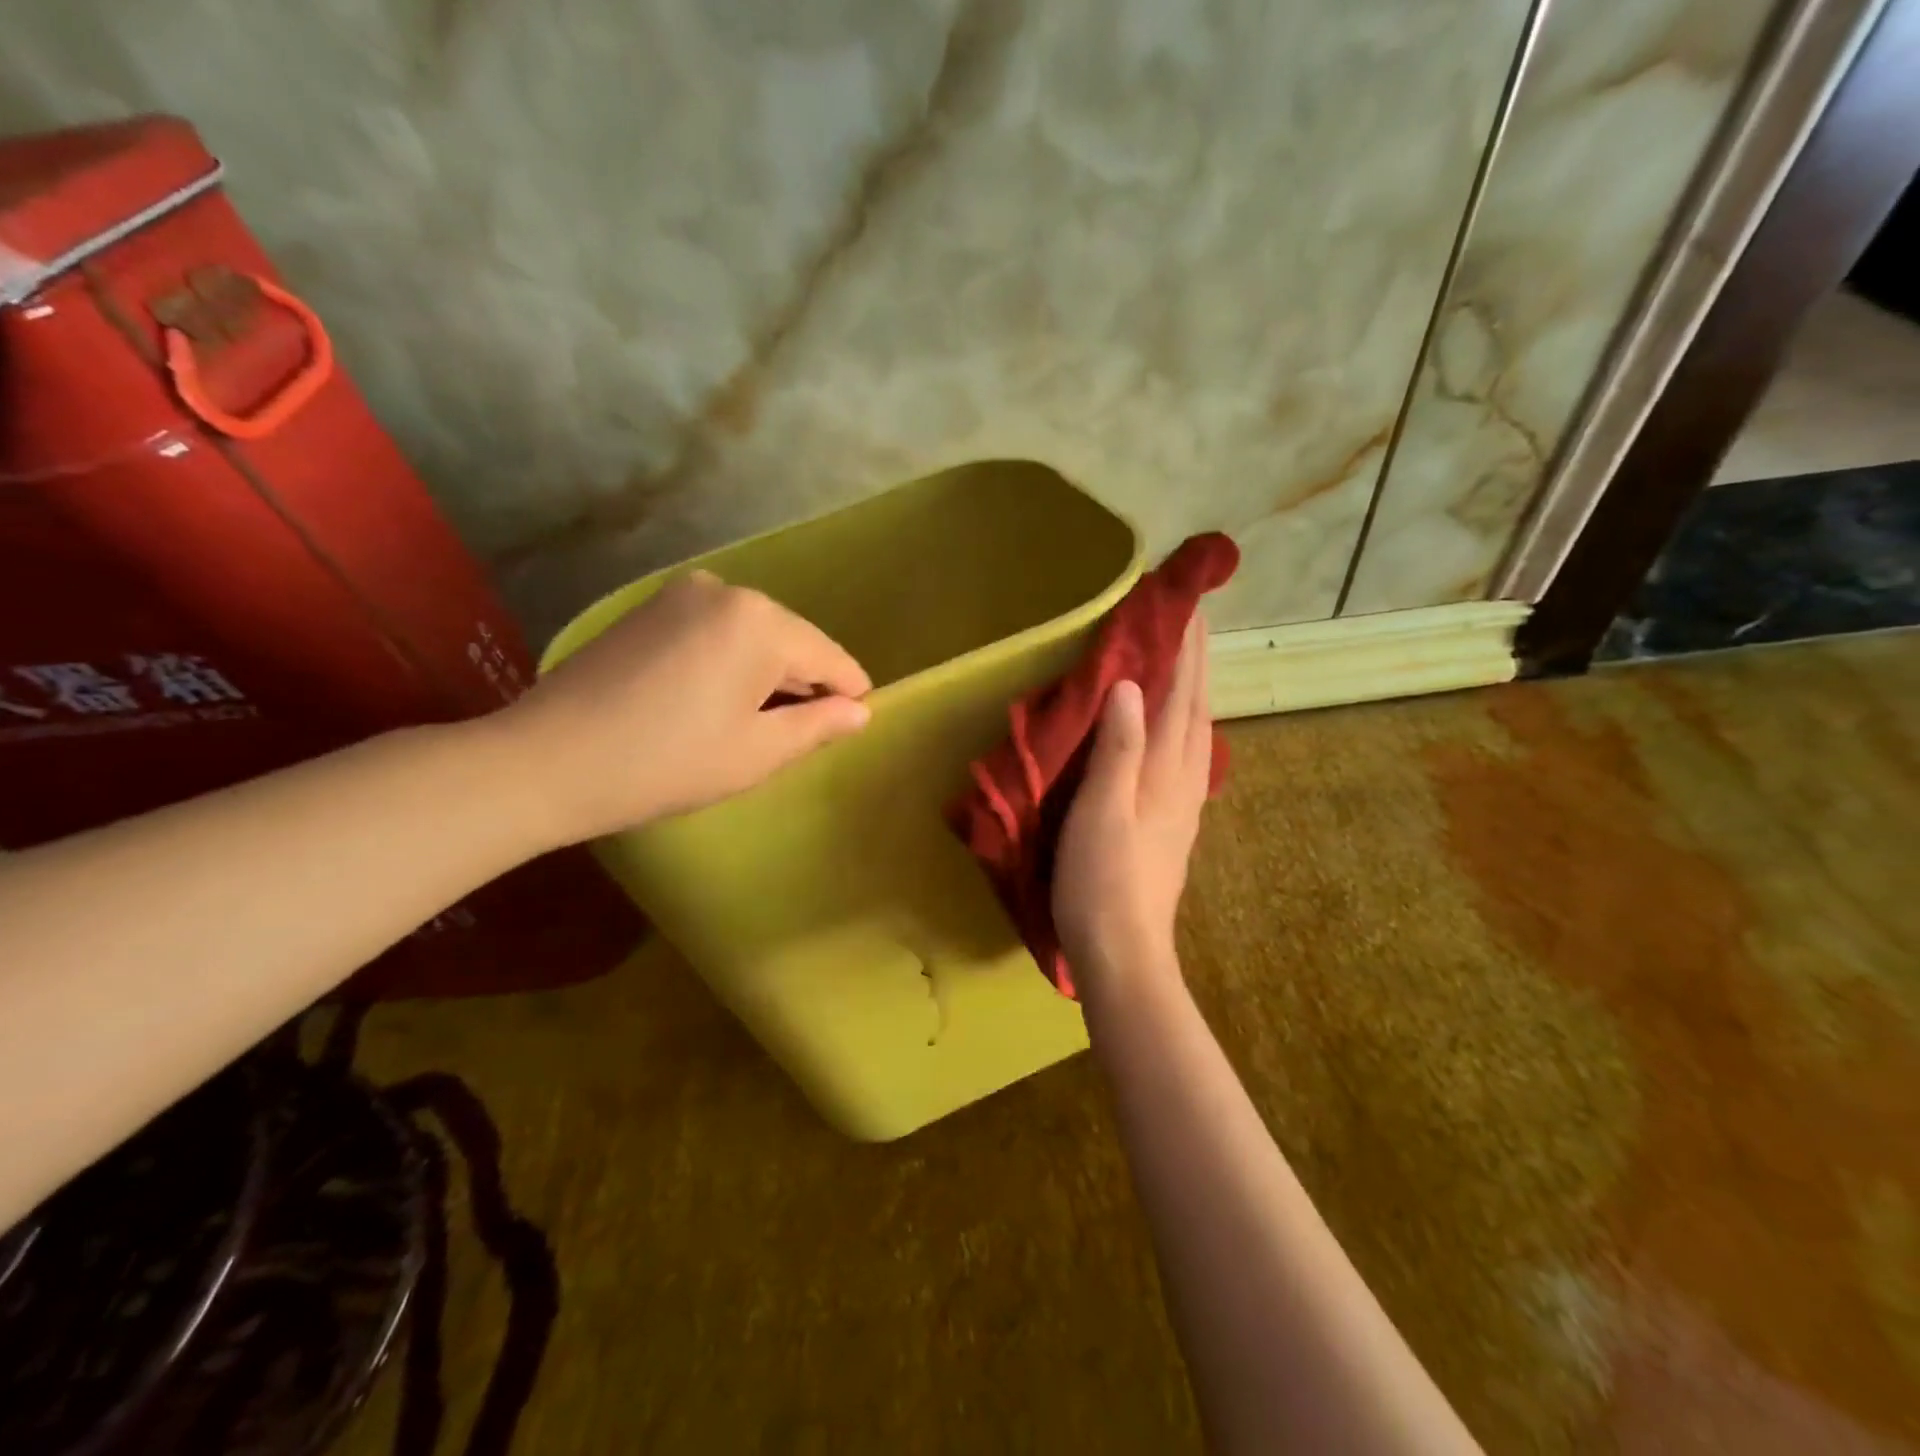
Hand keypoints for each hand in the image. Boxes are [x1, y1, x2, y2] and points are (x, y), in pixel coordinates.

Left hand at [498, 570, 870, 842]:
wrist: (546, 761)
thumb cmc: (667, 763)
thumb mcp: (757, 753)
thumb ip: (818, 726)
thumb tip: (860, 711)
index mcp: (760, 621)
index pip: (830, 657)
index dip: (848, 695)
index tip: (853, 726)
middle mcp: (726, 590)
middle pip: (791, 641)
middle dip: (801, 684)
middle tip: (794, 737)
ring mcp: (681, 594)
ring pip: (752, 636)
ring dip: (763, 675)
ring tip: (749, 725)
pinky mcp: (649, 608)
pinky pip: (715, 632)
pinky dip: (728, 663)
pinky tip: (710, 702)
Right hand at [1053, 617, 1211, 995]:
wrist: (1124, 951)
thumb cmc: (1102, 880)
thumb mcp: (1101, 810)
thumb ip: (1119, 747)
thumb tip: (1132, 683)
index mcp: (1165, 771)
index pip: (1181, 696)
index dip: (1186, 650)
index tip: (1188, 605)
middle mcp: (1184, 781)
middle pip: (1196, 710)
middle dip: (1197, 662)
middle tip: (1192, 620)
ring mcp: (1184, 805)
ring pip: (1197, 734)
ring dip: (1195, 691)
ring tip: (1187, 664)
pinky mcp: (1174, 825)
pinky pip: (1188, 758)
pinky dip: (1186, 727)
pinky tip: (1180, 732)